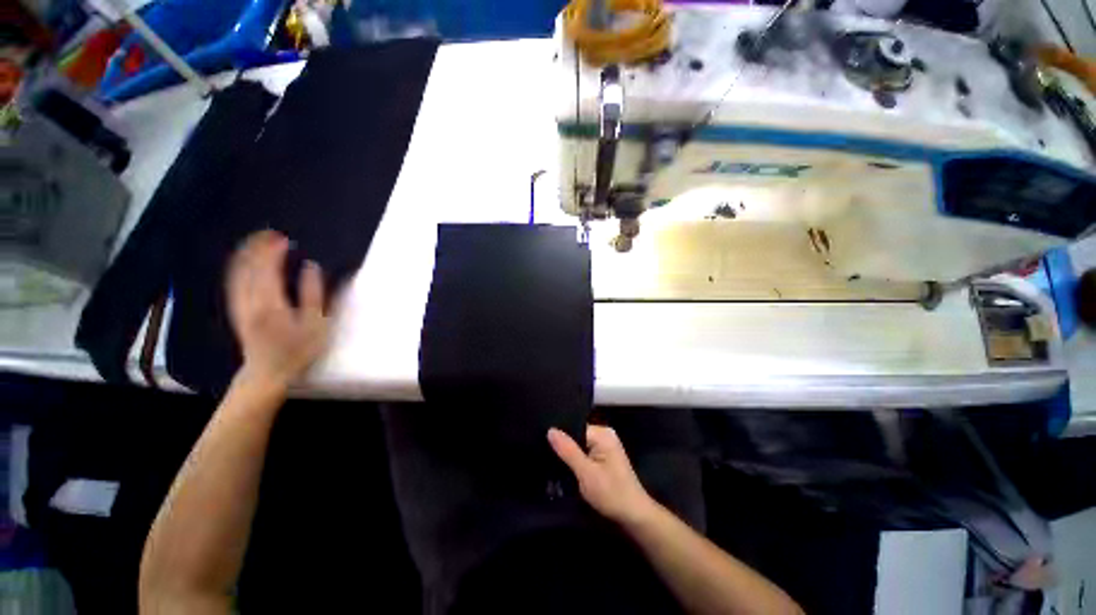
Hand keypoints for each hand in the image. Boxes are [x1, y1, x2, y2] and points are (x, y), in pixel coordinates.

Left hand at [226, 230, 329, 387]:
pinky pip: (233, 282)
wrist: (267, 372)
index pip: (268, 268)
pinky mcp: (236, 309)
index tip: (284, 238)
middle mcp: (249, 300)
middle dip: (257, 247)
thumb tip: (312, 267)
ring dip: (245, 254)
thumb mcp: (316, 323)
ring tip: (257, 240)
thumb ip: (314, 294)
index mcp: (271, 302)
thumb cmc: (299, 349)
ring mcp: (239, 304)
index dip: (273, 251)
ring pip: (236, 272)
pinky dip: (237, 267)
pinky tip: (243, 261)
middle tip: (270, 233)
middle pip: (248, 266)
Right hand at [548, 425, 655, 525]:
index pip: (574, 426)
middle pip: (576, 435)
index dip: (559, 436)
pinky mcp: (603, 458)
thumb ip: (568, 450)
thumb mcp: (586, 473)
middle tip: (543, 454)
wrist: (634, 517)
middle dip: (563, 446)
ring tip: (550, 461)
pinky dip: (575, 461)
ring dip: (568, 455)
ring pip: (579, 446)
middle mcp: (604, 435)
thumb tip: (550, 430)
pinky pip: (584, 453)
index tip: (542, 443)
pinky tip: (564, 468)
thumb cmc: (612, 493)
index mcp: (602, 433)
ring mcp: (605, 447)